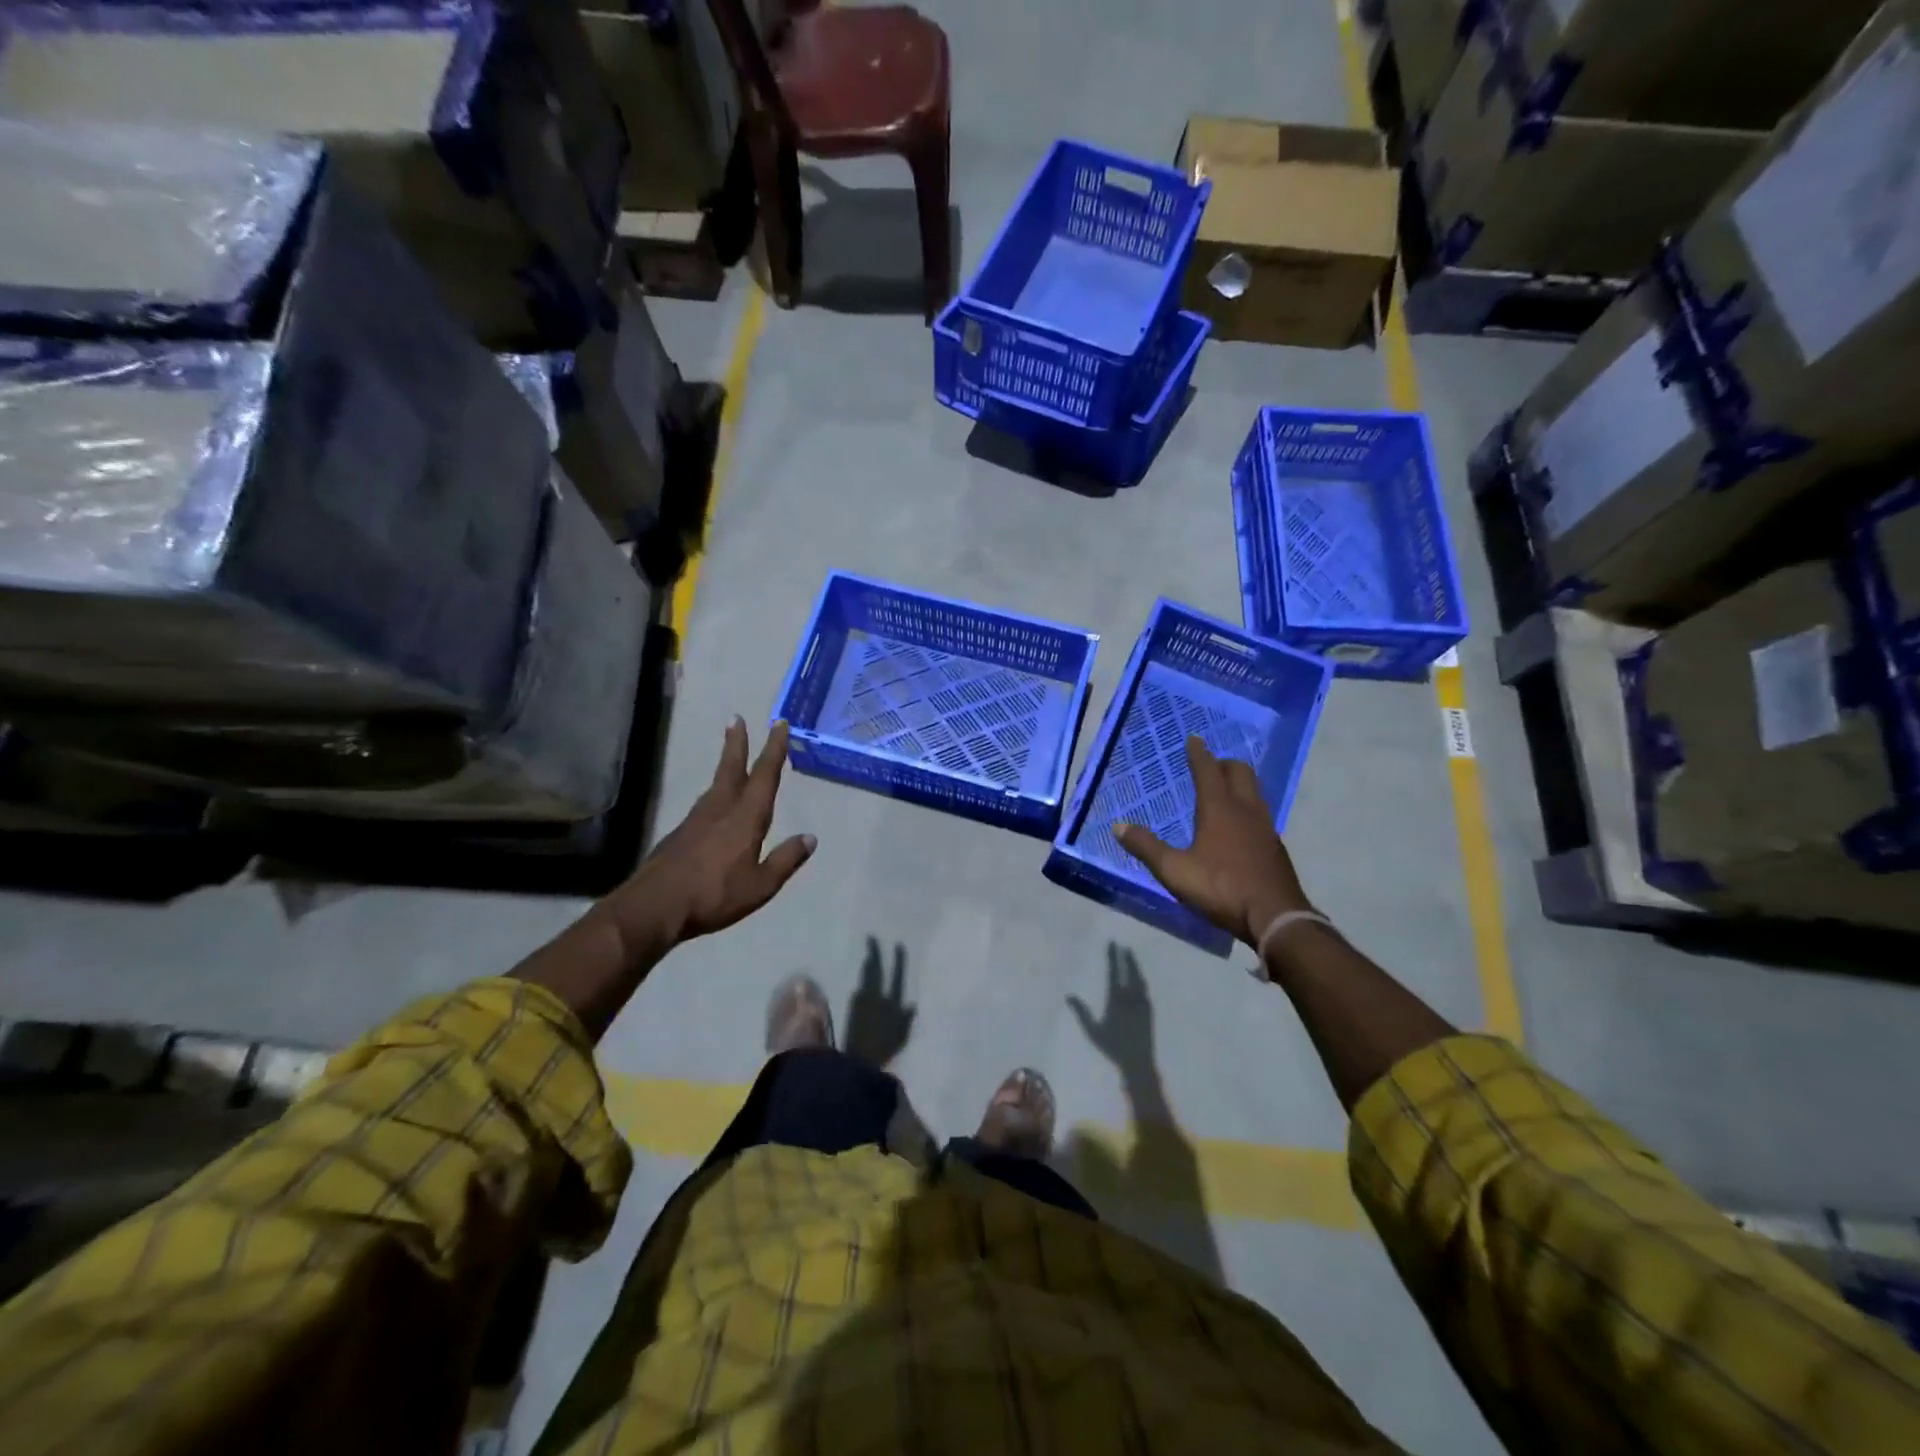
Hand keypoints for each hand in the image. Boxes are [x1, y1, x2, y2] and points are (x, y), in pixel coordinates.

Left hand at [604, 718, 815, 949]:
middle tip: (736, 718)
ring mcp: (697, 820)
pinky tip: (715, 802)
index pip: (764, 776)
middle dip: (737, 743)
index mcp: (745, 818)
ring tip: (731, 755)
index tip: (779, 724)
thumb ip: (785, 860)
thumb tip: (810, 838)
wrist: (655, 906)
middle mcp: (721, 809)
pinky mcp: (681, 833)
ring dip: (726, 764)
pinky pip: (705, 803)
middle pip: (731, 768)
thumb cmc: (714, 895)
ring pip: (716, 784)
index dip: (774, 749)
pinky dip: (715, 791)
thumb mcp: (761, 885)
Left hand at [845, 937, 915, 1068]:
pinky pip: (858, 989)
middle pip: (876, 970)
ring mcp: (862, 1000)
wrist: (859, 1060)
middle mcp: (877, 997)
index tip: (897, 945)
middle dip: (875, 953)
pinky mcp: (850, 1007)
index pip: (896, 977)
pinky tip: (861, 980)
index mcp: (893, 1003)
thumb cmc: (884, 1050)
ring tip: (868, 955)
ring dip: (867, 965)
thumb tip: (912, 1004)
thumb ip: (907, 1020)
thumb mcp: (902, 1037)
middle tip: (871, 938)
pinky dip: (861, 981)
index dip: (898, 961)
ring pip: (865, 977)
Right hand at [1068, 944, 1154, 1070]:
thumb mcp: (1093, 1032)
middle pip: (1130, 973)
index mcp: (1117, 1000)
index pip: (1114, 973)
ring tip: (1131, 957)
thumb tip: (1069, 995)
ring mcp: (1142, 1004)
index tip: (1112, 944)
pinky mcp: (1150, 1012)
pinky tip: (1141, 980)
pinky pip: (1146, 991)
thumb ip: (1082, 1013)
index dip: (1113, 957)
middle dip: (1126, 958)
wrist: (1139, 1063)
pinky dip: (1142, 981)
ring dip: (1136, 967)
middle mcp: (1131, 998)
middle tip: (1123, 946)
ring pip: (1140, 980)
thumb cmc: (1113, 1048)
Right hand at [1115, 736, 1311, 946]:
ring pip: (1254, 792)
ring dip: (1239, 784)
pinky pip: (1260, 814)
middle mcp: (1245, 809)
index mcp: (1219, 808)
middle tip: (1209, 765)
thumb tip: (1119, 826)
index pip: (1207, 770)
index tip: (1194, 738)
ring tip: (1224, 790)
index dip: (1199, 753)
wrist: (1276, 917)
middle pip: (1239, 772)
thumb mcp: (1174, 871)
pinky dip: (1247, 807)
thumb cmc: (1221, 887)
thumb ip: (1147, 847)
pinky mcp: (1275, 846)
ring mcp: (1265, 827)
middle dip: (1223, 763)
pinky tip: (1239, 825)